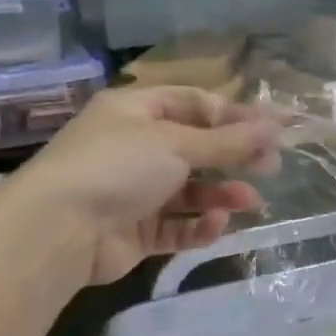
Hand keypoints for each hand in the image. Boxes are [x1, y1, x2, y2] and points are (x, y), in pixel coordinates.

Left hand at [4, 85, 280, 287]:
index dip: (237, 115)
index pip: (195, 104)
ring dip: (222, 195)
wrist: (59, 230)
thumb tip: (275, 127)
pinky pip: (177, 225)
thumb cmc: (118, 167)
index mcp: (136, 112)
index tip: (276, 128)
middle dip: (235, 157)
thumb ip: (229, 141)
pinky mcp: (136, 231)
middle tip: (272, 167)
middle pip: (197, 148)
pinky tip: (215, 225)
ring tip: (251, 202)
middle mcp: (135, 147)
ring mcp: (134, 191)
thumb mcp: (177, 144)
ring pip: (191, 191)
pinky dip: (198, 226)